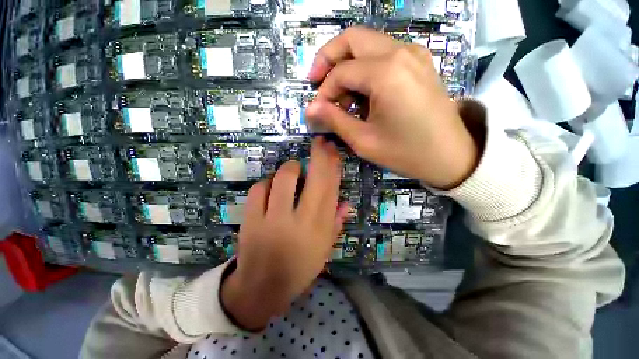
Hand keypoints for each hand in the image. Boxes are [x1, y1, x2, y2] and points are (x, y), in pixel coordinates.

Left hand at [222, 137, 347, 329]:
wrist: (262, 287)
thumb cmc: (298, 268)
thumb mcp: (323, 250)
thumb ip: (335, 223)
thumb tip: (346, 201)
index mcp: (319, 229)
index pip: (331, 189)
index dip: (333, 166)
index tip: (333, 150)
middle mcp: (300, 221)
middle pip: (313, 180)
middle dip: (318, 156)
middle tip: (319, 142)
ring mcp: (273, 220)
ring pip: (283, 179)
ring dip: (290, 168)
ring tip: (293, 169)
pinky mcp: (251, 220)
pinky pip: (259, 189)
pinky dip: (266, 183)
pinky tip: (270, 188)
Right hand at [306, 27, 479, 188]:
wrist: (451, 156)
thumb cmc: (406, 152)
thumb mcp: (364, 141)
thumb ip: (335, 120)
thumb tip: (310, 109)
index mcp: (386, 72)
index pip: (341, 72)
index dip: (323, 92)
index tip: (317, 112)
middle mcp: (400, 52)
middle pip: (352, 39)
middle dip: (328, 60)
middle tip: (316, 84)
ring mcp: (413, 54)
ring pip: (367, 44)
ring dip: (347, 66)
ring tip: (342, 98)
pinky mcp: (418, 62)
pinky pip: (383, 54)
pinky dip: (365, 68)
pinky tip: (363, 94)